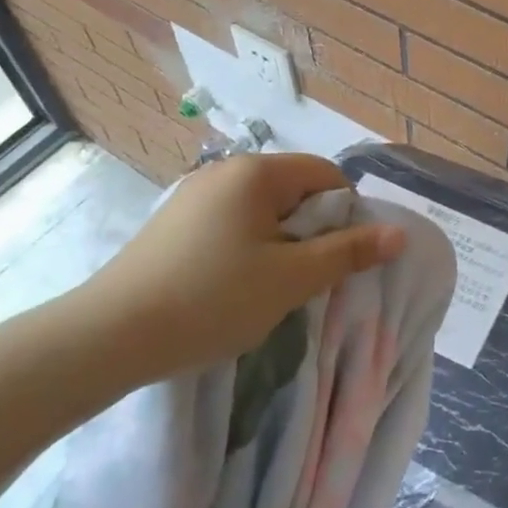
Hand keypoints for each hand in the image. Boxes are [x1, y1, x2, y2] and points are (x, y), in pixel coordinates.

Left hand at [67, 153, 406, 386]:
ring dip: (280, 242)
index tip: (338, 258)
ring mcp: (193, 195)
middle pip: (294, 189)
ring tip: (269, 287)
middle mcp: (224, 171)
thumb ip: (348, 252)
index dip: (346, 213)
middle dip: (311, 230)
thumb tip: (399, 234)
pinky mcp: (173, 222)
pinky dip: (246, 247)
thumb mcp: (291, 279)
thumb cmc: (212, 299)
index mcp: (256, 173)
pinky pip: (230, 223)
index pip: (326, 175)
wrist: (109, 336)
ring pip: (262, 210)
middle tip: (306, 278)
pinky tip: (231, 286)